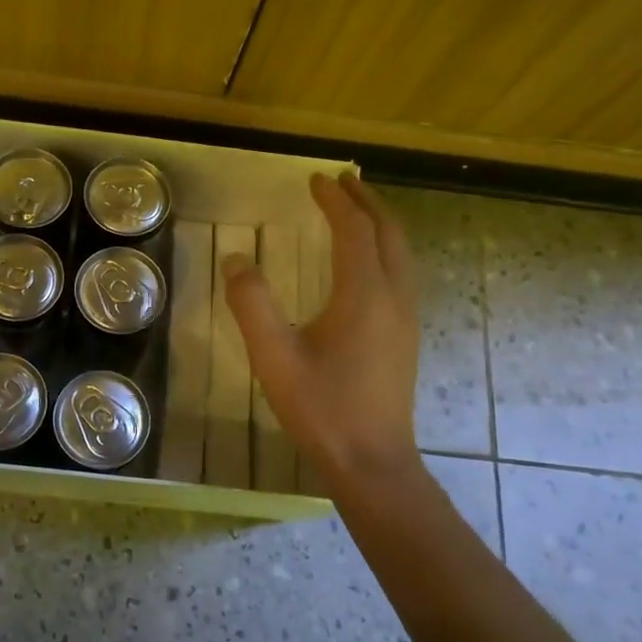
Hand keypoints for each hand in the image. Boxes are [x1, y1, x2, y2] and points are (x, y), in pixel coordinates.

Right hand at [223, 174, 422, 485]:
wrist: (372, 461)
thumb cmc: (321, 408)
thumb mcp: (274, 356)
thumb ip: (252, 304)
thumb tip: (236, 260)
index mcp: (364, 295)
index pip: (355, 231)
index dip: (336, 201)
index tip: (316, 179)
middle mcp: (394, 298)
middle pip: (389, 234)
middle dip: (367, 202)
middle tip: (343, 182)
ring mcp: (405, 318)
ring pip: (401, 254)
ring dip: (380, 224)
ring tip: (357, 211)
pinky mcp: (405, 336)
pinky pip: (401, 274)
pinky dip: (385, 250)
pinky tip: (367, 263)